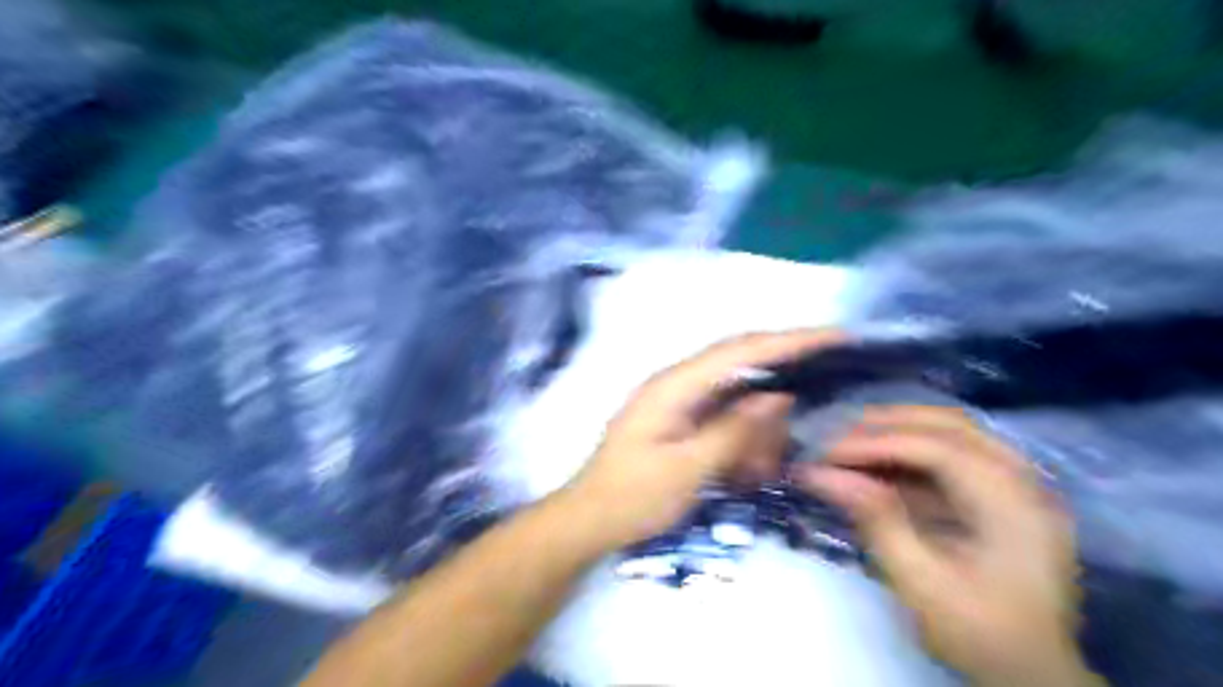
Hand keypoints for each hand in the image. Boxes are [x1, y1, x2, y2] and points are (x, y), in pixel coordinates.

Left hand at [560, 331, 842, 550]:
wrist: (588, 520)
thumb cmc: (632, 497)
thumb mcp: (686, 469)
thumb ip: (732, 431)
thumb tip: (778, 396)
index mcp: (674, 385)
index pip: (739, 350)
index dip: (788, 340)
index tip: (832, 336)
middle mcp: (676, 383)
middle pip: (739, 362)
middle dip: (783, 369)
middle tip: (828, 379)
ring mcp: (677, 402)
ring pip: (734, 394)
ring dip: (760, 421)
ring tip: (771, 455)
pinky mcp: (679, 422)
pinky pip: (722, 418)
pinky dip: (743, 436)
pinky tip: (754, 463)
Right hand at [794, 404, 1098, 686]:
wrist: (1034, 675)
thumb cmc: (981, 634)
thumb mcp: (921, 583)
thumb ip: (875, 519)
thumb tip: (821, 473)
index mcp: (1014, 505)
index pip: (939, 449)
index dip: (878, 444)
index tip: (827, 454)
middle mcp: (1023, 482)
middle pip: (950, 426)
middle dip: (888, 424)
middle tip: (836, 436)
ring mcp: (1016, 486)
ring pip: (953, 433)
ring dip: (899, 431)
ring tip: (850, 442)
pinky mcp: (1001, 496)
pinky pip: (953, 455)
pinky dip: (910, 453)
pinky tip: (877, 464)